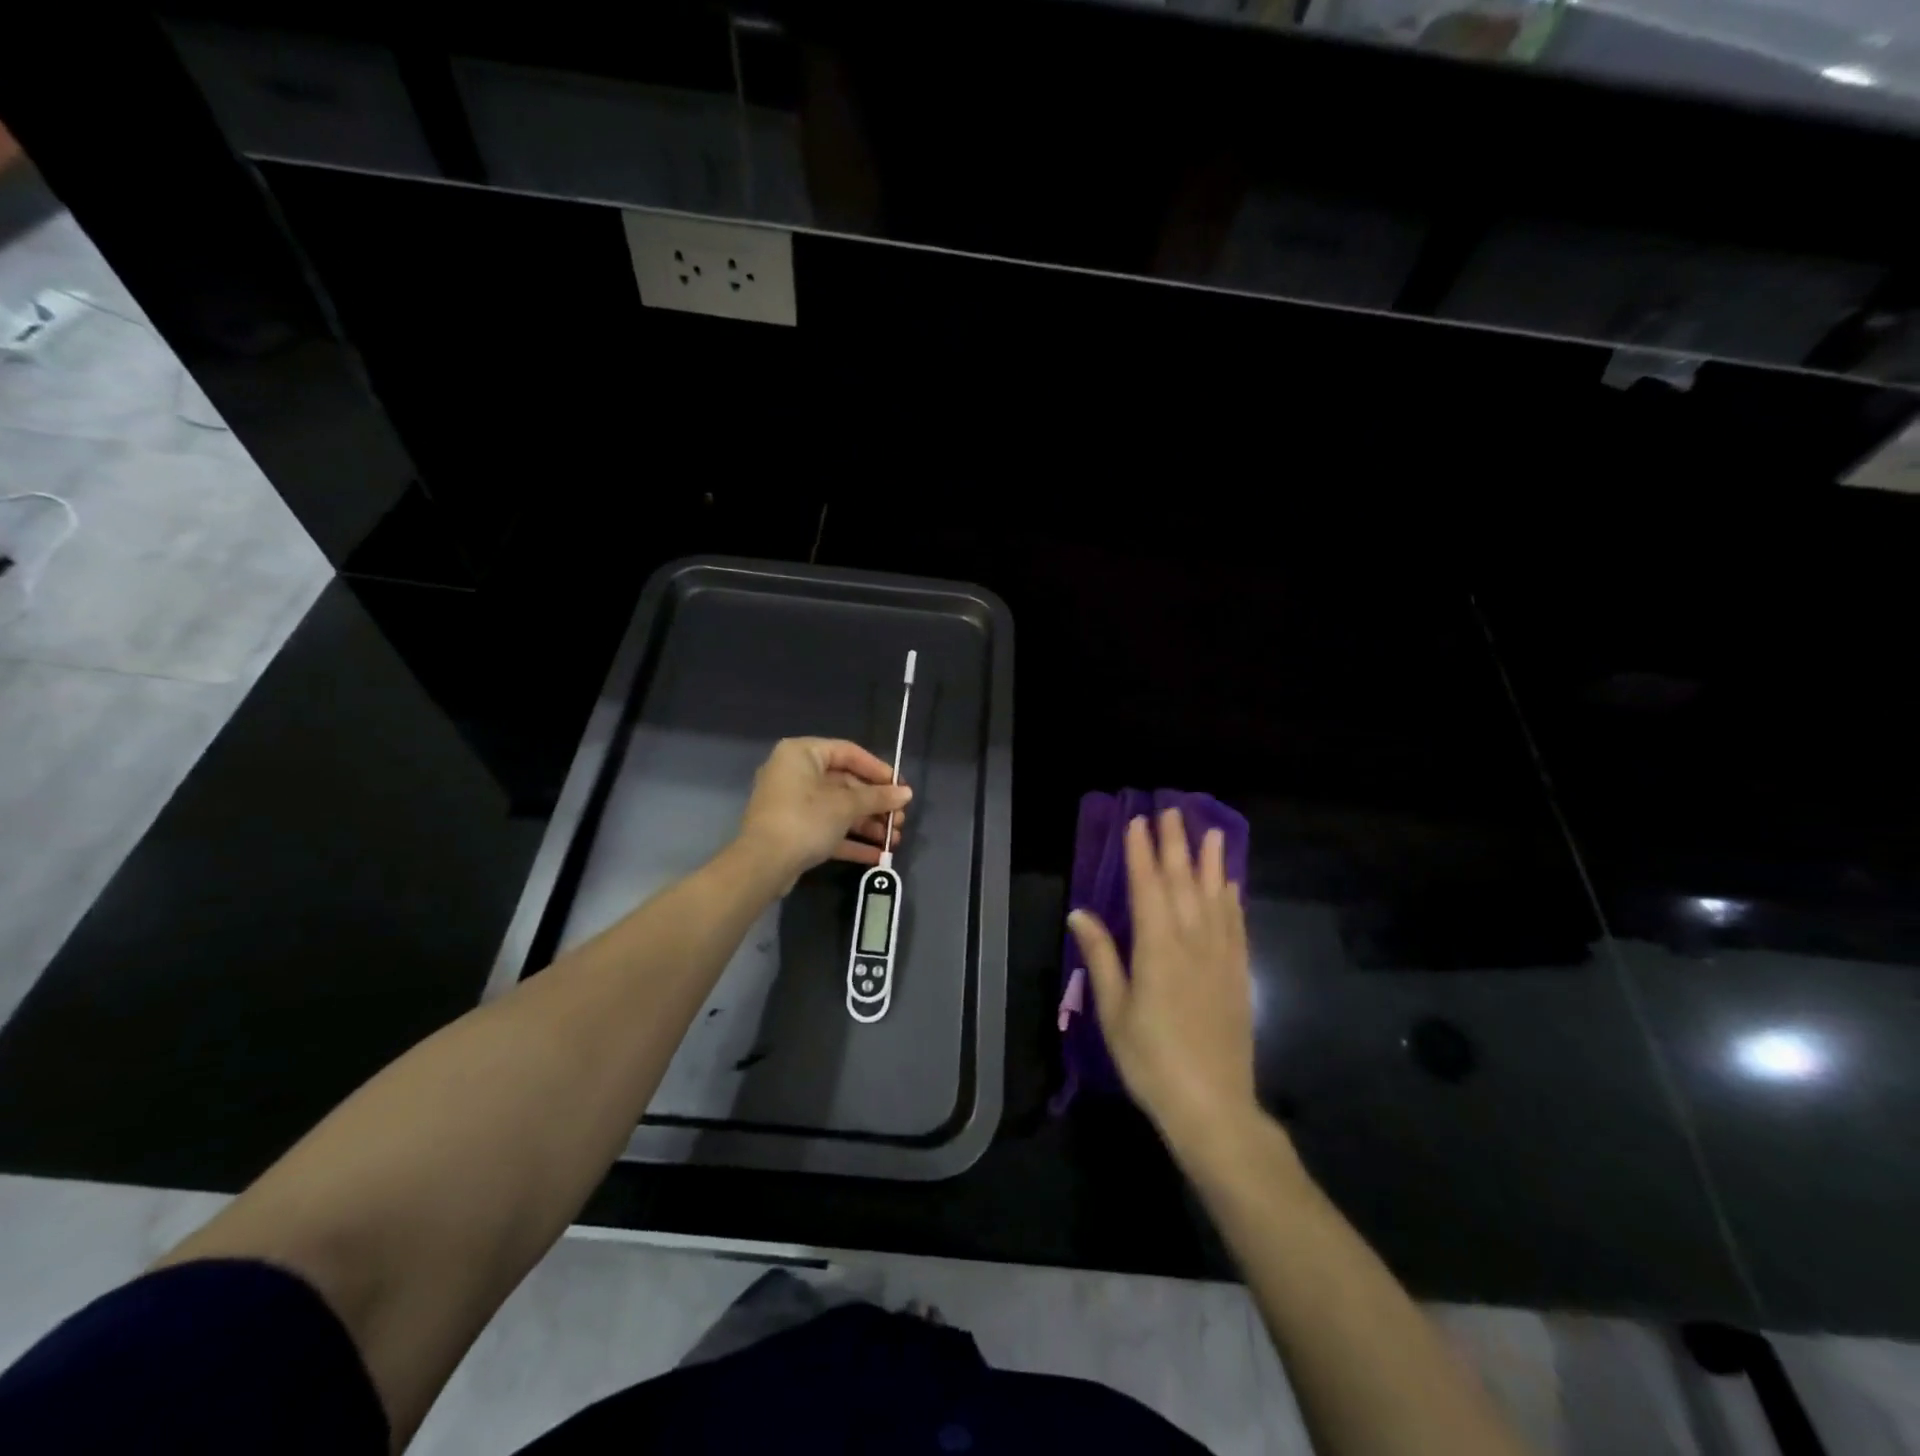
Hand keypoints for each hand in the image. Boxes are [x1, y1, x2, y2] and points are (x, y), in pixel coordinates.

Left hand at [735, 737, 911, 891]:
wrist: (762, 865)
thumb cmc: (805, 820)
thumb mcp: (846, 806)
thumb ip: (878, 797)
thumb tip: (906, 793)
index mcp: (802, 754)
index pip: (848, 752)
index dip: (878, 770)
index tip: (900, 787)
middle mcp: (794, 773)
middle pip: (845, 784)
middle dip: (876, 804)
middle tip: (899, 819)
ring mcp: (792, 805)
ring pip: (837, 809)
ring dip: (867, 824)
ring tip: (894, 839)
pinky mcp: (793, 832)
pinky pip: (827, 828)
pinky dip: (850, 839)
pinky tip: (877, 855)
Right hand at [1068, 809, 1255, 1145]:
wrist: (1212, 1106)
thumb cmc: (1151, 1060)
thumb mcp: (1114, 1011)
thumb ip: (1101, 957)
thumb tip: (1080, 913)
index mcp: (1157, 949)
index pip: (1148, 888)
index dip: (1142, 853)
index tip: (1138, 821)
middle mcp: (1192, 942)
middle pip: (1183, 883)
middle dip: (1176, 845)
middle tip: (1173, 811)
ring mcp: (1221, 957)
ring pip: (1216, 897)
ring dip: (1212, 862)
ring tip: (1212, 832)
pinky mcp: (1238, 974)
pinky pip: (1237, 925)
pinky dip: (1233, 899)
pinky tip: (1231, 884)